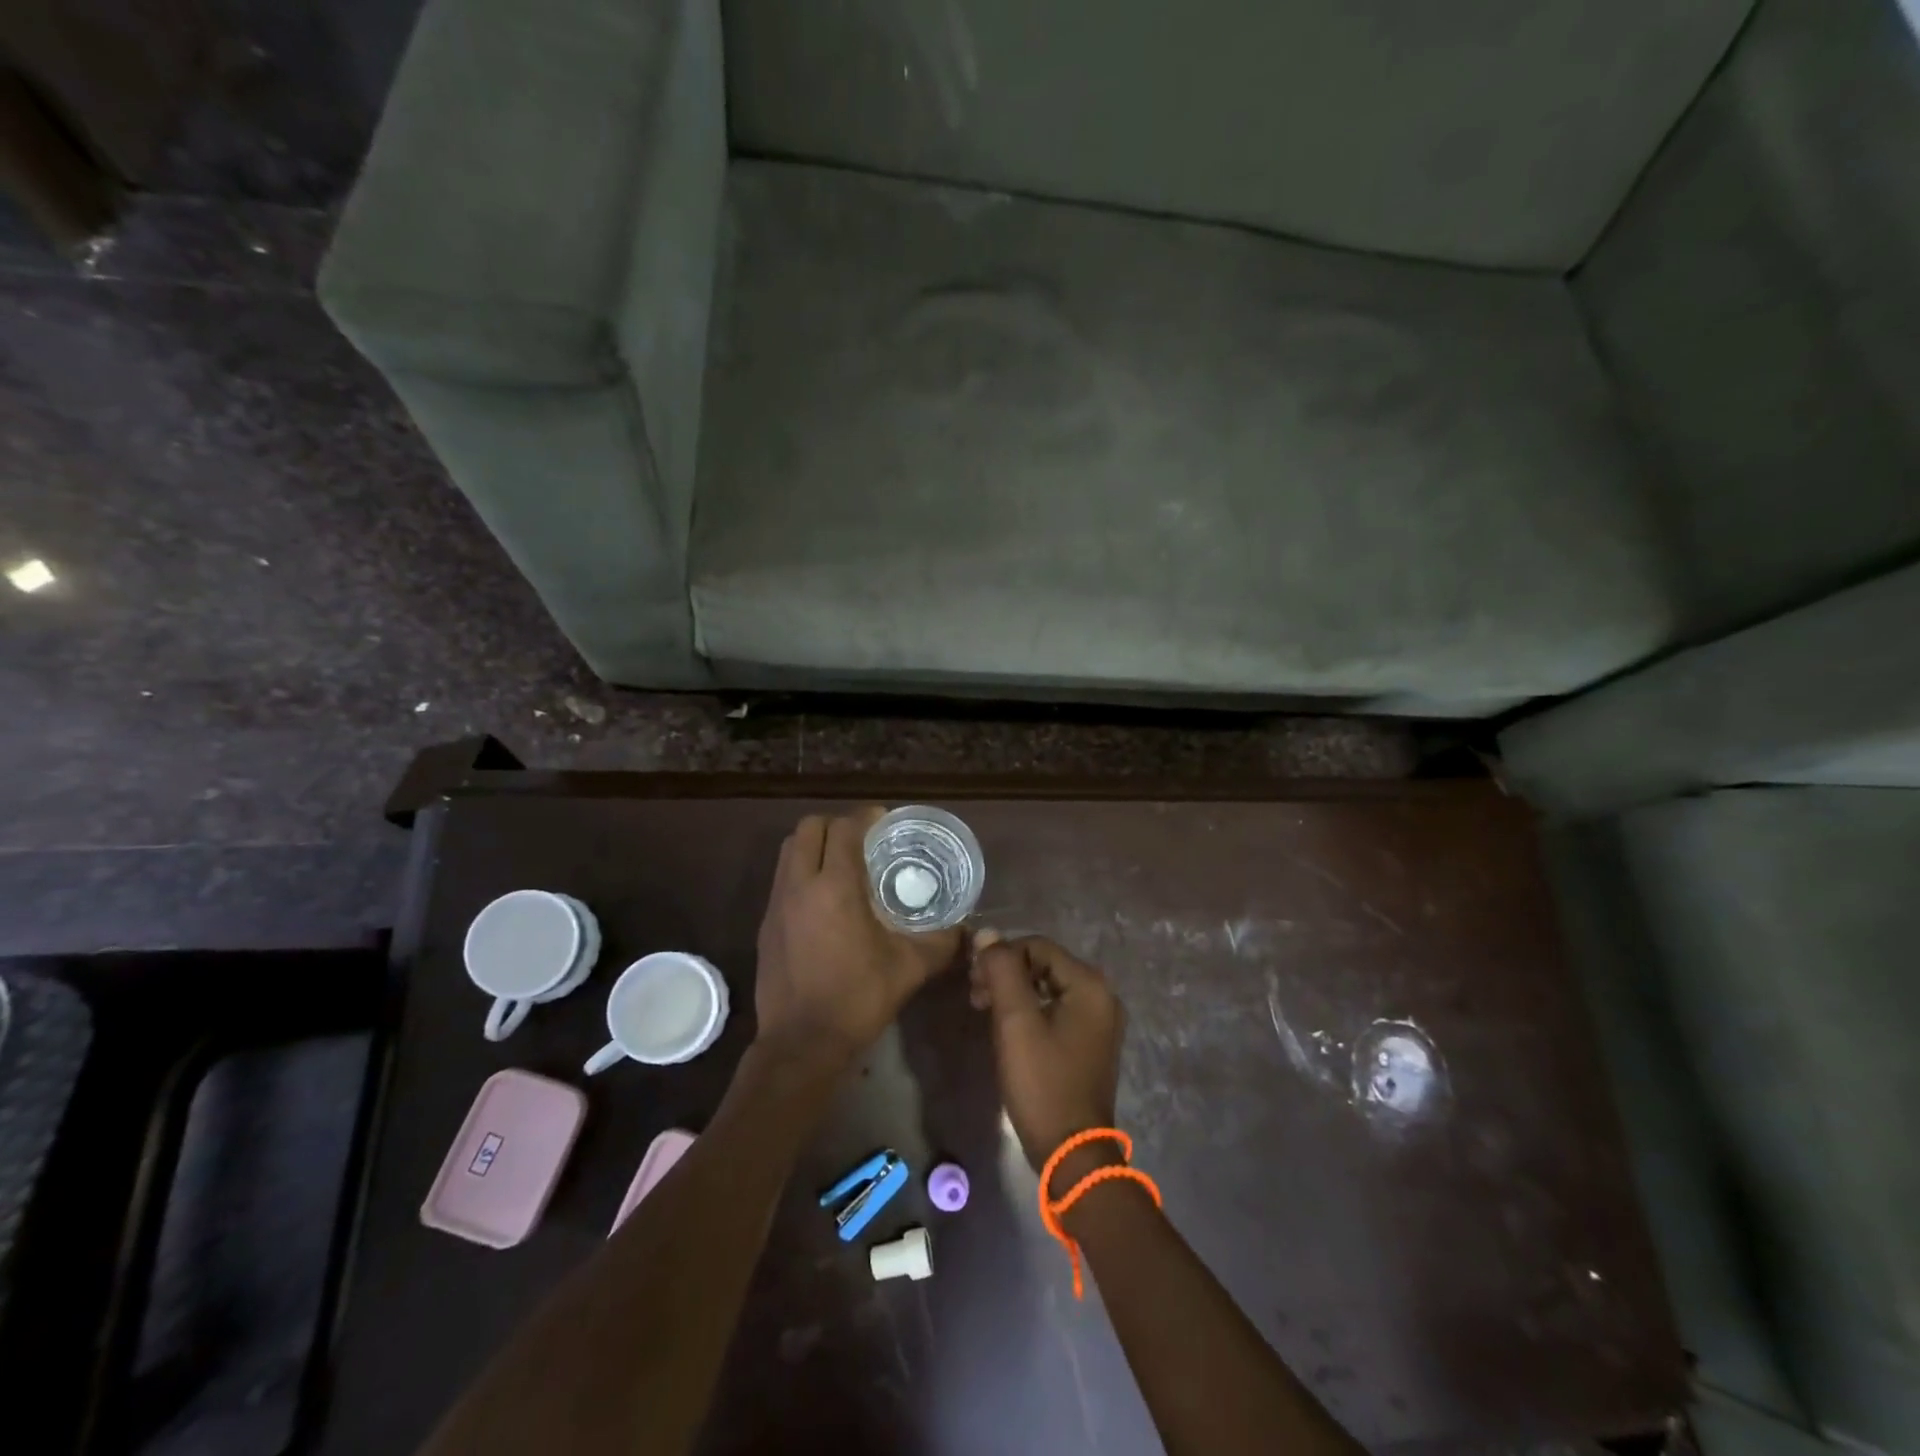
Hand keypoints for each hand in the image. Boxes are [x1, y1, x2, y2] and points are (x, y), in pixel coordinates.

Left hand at [754, 808, 961, 1066]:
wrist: (802, 1042)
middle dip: (835, 825)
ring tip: (841, 863)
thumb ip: (940, 942)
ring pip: (789, 851)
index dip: (865, 817)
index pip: (844, 829)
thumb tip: (964, 930)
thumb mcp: (909, 968)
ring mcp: (777, 904)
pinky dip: (802, 873)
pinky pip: (782, 879)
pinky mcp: (766, 924)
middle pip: (809, 828)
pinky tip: (823, 900)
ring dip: (814, 845)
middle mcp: (800, 885)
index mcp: (835, 887)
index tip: (883, 821)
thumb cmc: (858, 998)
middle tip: (862, 840)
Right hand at [971, 935, 1125, 1177]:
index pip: (1038, 946)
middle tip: (975, 996)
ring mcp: (1099, 1022)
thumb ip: (1002, 970)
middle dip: (1006, 974)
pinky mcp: (1091, 1043)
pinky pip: (1056, 1010)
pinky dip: (1030, 1011)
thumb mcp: (1016, 1021)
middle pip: (1044, 965)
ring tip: (984, 1010)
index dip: (1002, 956)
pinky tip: (1007, 1029)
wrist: (1072, 1152)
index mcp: (1090, 985)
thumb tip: (987, 933)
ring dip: (1014, 992)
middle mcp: (1102, 996)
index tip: (974, 980)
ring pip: (1048, 987)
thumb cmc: (1042, 1082)